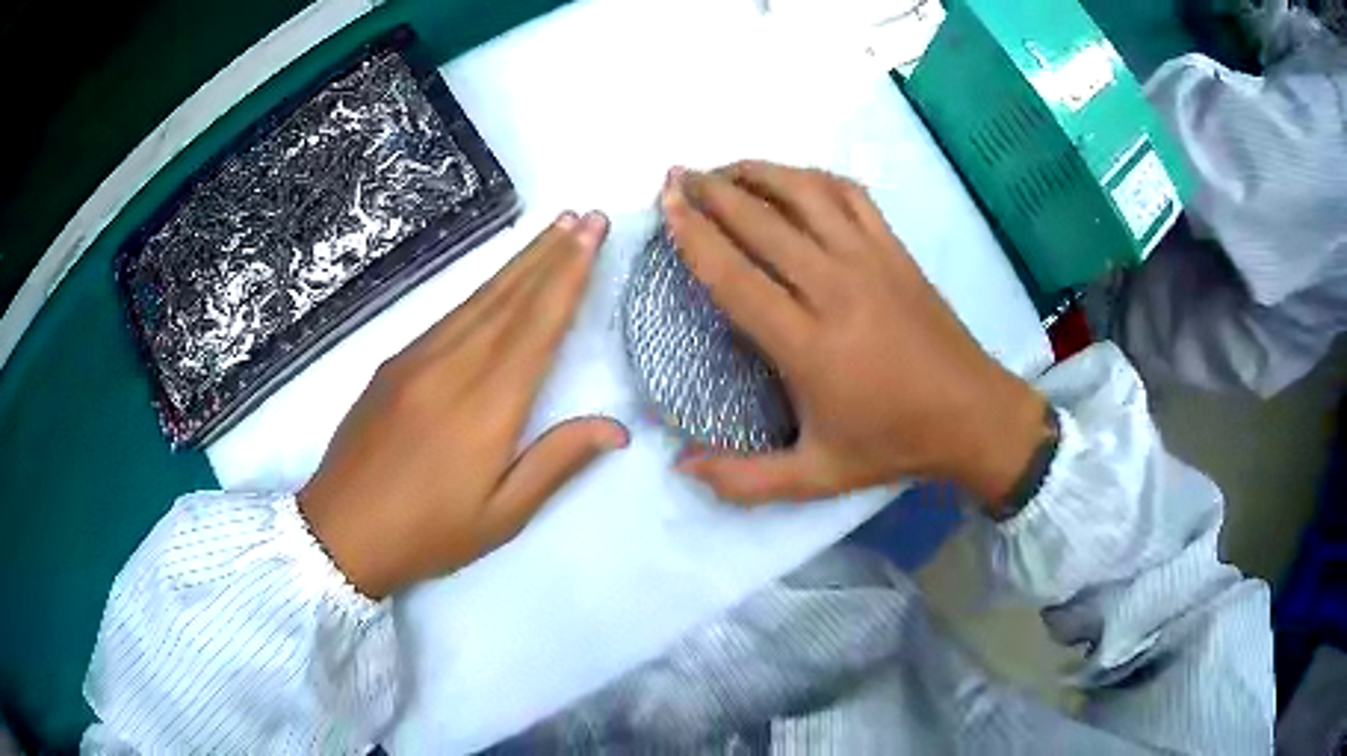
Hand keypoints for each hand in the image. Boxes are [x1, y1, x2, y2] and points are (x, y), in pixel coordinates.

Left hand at [299, 212, 628, 598]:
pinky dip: (483, 288)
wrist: (339, 531)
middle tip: (585, 216)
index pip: (538, 325)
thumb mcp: (501, 516)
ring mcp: (417, 359)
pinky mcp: (394, 363)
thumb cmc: (426, 533)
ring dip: (520, 261)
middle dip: (551, 252)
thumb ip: (556, 462)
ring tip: (553, 230)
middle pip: (510, 297)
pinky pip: (449, 314)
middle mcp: (452, 367)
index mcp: (486, 407)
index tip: (592, 233)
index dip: (569, 275)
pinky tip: (498, 281)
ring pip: (479, 297)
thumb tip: (616, 428)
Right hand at [664, 162, 1048, 510]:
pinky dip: (814, 178)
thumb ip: (745, 479)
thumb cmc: (892, 444)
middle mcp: (835, 289)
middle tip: (678, 174)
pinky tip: (793, 179)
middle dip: (712, 191)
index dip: (695, 235)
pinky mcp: (895, 250)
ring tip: (725, 167)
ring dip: (759, 173)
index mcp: (808, 345)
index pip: (735, 276)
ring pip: (805, 195)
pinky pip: (850, 196)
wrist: (972, 415)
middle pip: (762, 222)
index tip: (667, 205)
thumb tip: (680, 467)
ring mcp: (870, 260)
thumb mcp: (817, 477)